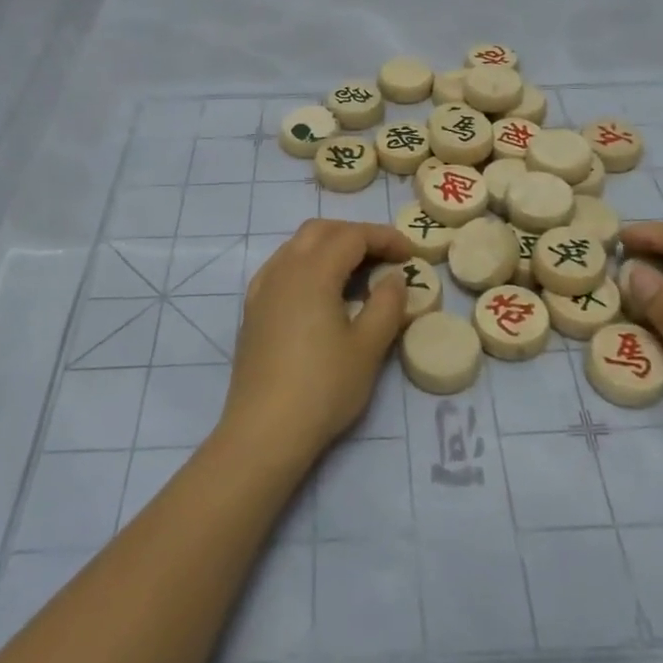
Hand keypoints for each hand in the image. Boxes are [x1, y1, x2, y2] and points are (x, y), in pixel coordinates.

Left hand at [222, 219, 412, 467]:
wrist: (264, 431)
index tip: (410, 254)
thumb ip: (387, 305)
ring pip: (297, 245)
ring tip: (357, 272)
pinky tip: (319, 291)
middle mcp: (283, 269)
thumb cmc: (323, 387)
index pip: (352, 236)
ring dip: (329, 246)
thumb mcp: (368, 347)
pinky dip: (306, 264)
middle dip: (356, 235)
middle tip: (385, 257)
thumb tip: (394, 279)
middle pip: (321, 230)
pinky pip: (281, 267)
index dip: (384, 238)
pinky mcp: (253, 310)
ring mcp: (263, 289)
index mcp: (313, 272)